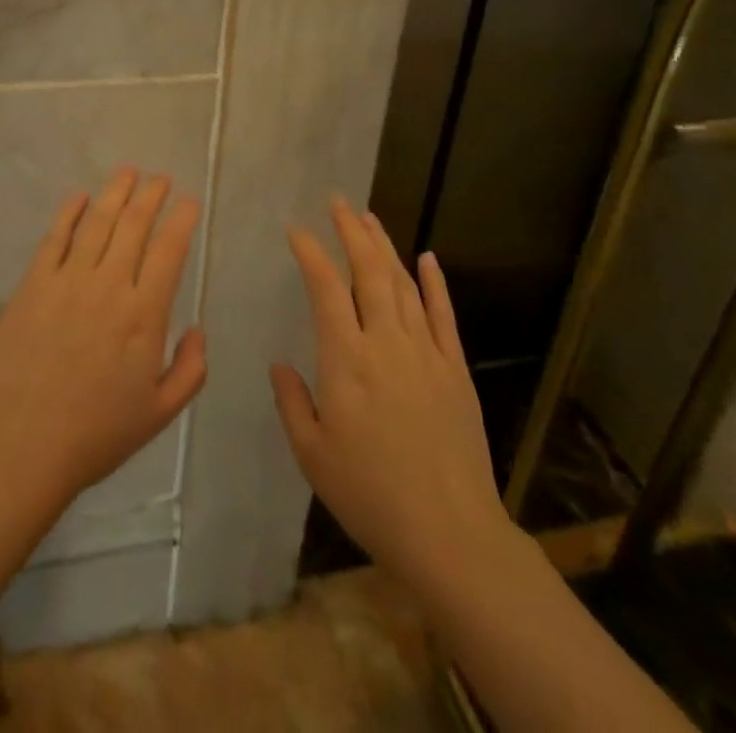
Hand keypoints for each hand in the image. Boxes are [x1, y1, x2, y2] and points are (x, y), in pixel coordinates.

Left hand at [0, 168, 206, 520]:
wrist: (21, 447)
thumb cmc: (95, 433)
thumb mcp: (160, 413)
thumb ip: (190, 369)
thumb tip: (197, 329)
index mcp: (144, 314)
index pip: (169, 250)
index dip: (182, 219)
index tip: (189, 201)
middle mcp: (108, 286)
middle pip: (134, 225)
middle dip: (151, 195)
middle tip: (160, 178)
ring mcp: (67, 281)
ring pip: (97, 222)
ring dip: (115, 192)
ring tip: (128, 172)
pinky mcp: (33, 285)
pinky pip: (54, 238)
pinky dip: (68, 212)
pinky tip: (79, 196)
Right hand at [271, 198, 516, 589]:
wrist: (450, 533)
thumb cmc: (371, 495)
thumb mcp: (313, 455)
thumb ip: (293, 402)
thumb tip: (280, 363)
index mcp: (346, 360)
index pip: (326, 288)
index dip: (311, 253)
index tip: (296, 230)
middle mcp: (386, 342)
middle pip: (369, 272)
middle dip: (351, 231)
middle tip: (338, 202)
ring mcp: (426, 352)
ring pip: (404, 284)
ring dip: (385, 247)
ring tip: (369, 219)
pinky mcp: (455, 369)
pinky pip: (444, 315)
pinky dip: (435, 282)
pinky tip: (427, 257)